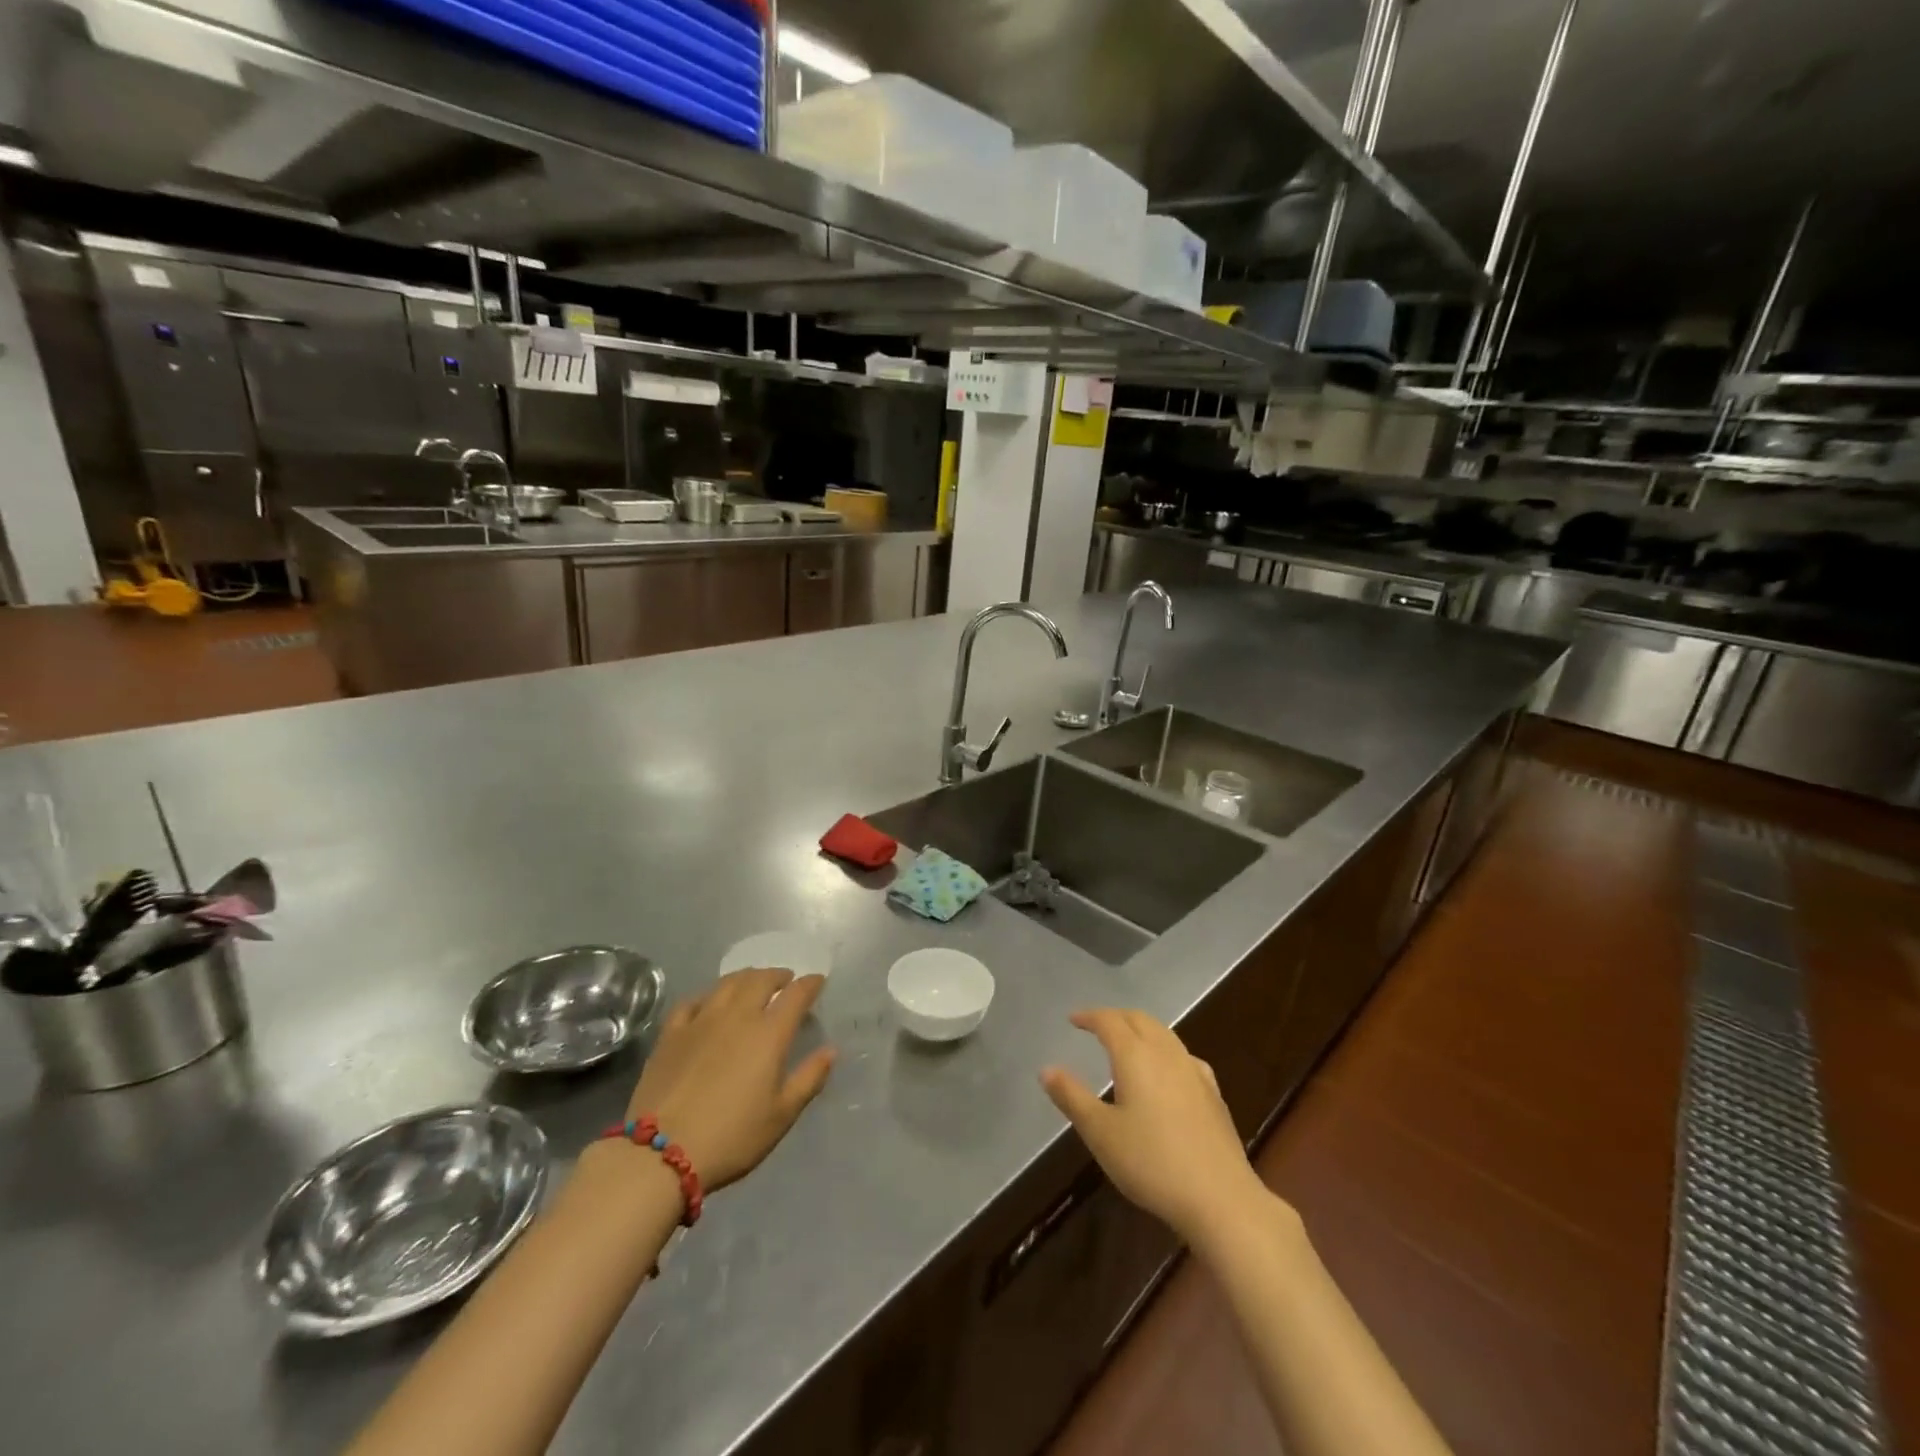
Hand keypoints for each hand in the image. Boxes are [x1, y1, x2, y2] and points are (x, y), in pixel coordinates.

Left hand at [625, 968, 835, 1193]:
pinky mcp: (671, 1033)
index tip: (818, 981)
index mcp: (769, 1034)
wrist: (661, 1153)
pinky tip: (709, 1001)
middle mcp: (737, 1016)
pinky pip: (693, 1001)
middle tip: (786, 980)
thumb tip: (830, 1050)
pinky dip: (708, 995)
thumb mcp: (781, 1116)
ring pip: (727, 983)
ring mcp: (701, 1021)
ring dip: (746, 977)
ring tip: (753, 982)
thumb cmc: (732, 1137)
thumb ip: (809, 1078)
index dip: (810, 984)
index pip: (796, 995)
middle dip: (778, 975)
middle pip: (760, 980)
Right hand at [1041, 1009, 1271, 1247]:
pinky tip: (1167, 1070)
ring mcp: (1194, 1071)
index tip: (1073, 1020)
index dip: (1090, 1016)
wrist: (1220, 1198)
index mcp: (1135, 1055)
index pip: (1109, 1021)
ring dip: (1141, 1029)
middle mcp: (1166, 1053)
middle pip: (1139, 1019)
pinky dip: (1165, 1050)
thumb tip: (1046, 1069)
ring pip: (1164, 1034)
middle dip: (1116, 1017)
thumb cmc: (1151, 1163)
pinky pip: (1183, 1055)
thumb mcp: (1100, 1133)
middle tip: (1096, 1026)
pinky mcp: (1212, 1093)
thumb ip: (1072, 1097)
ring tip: (1127, 1043)